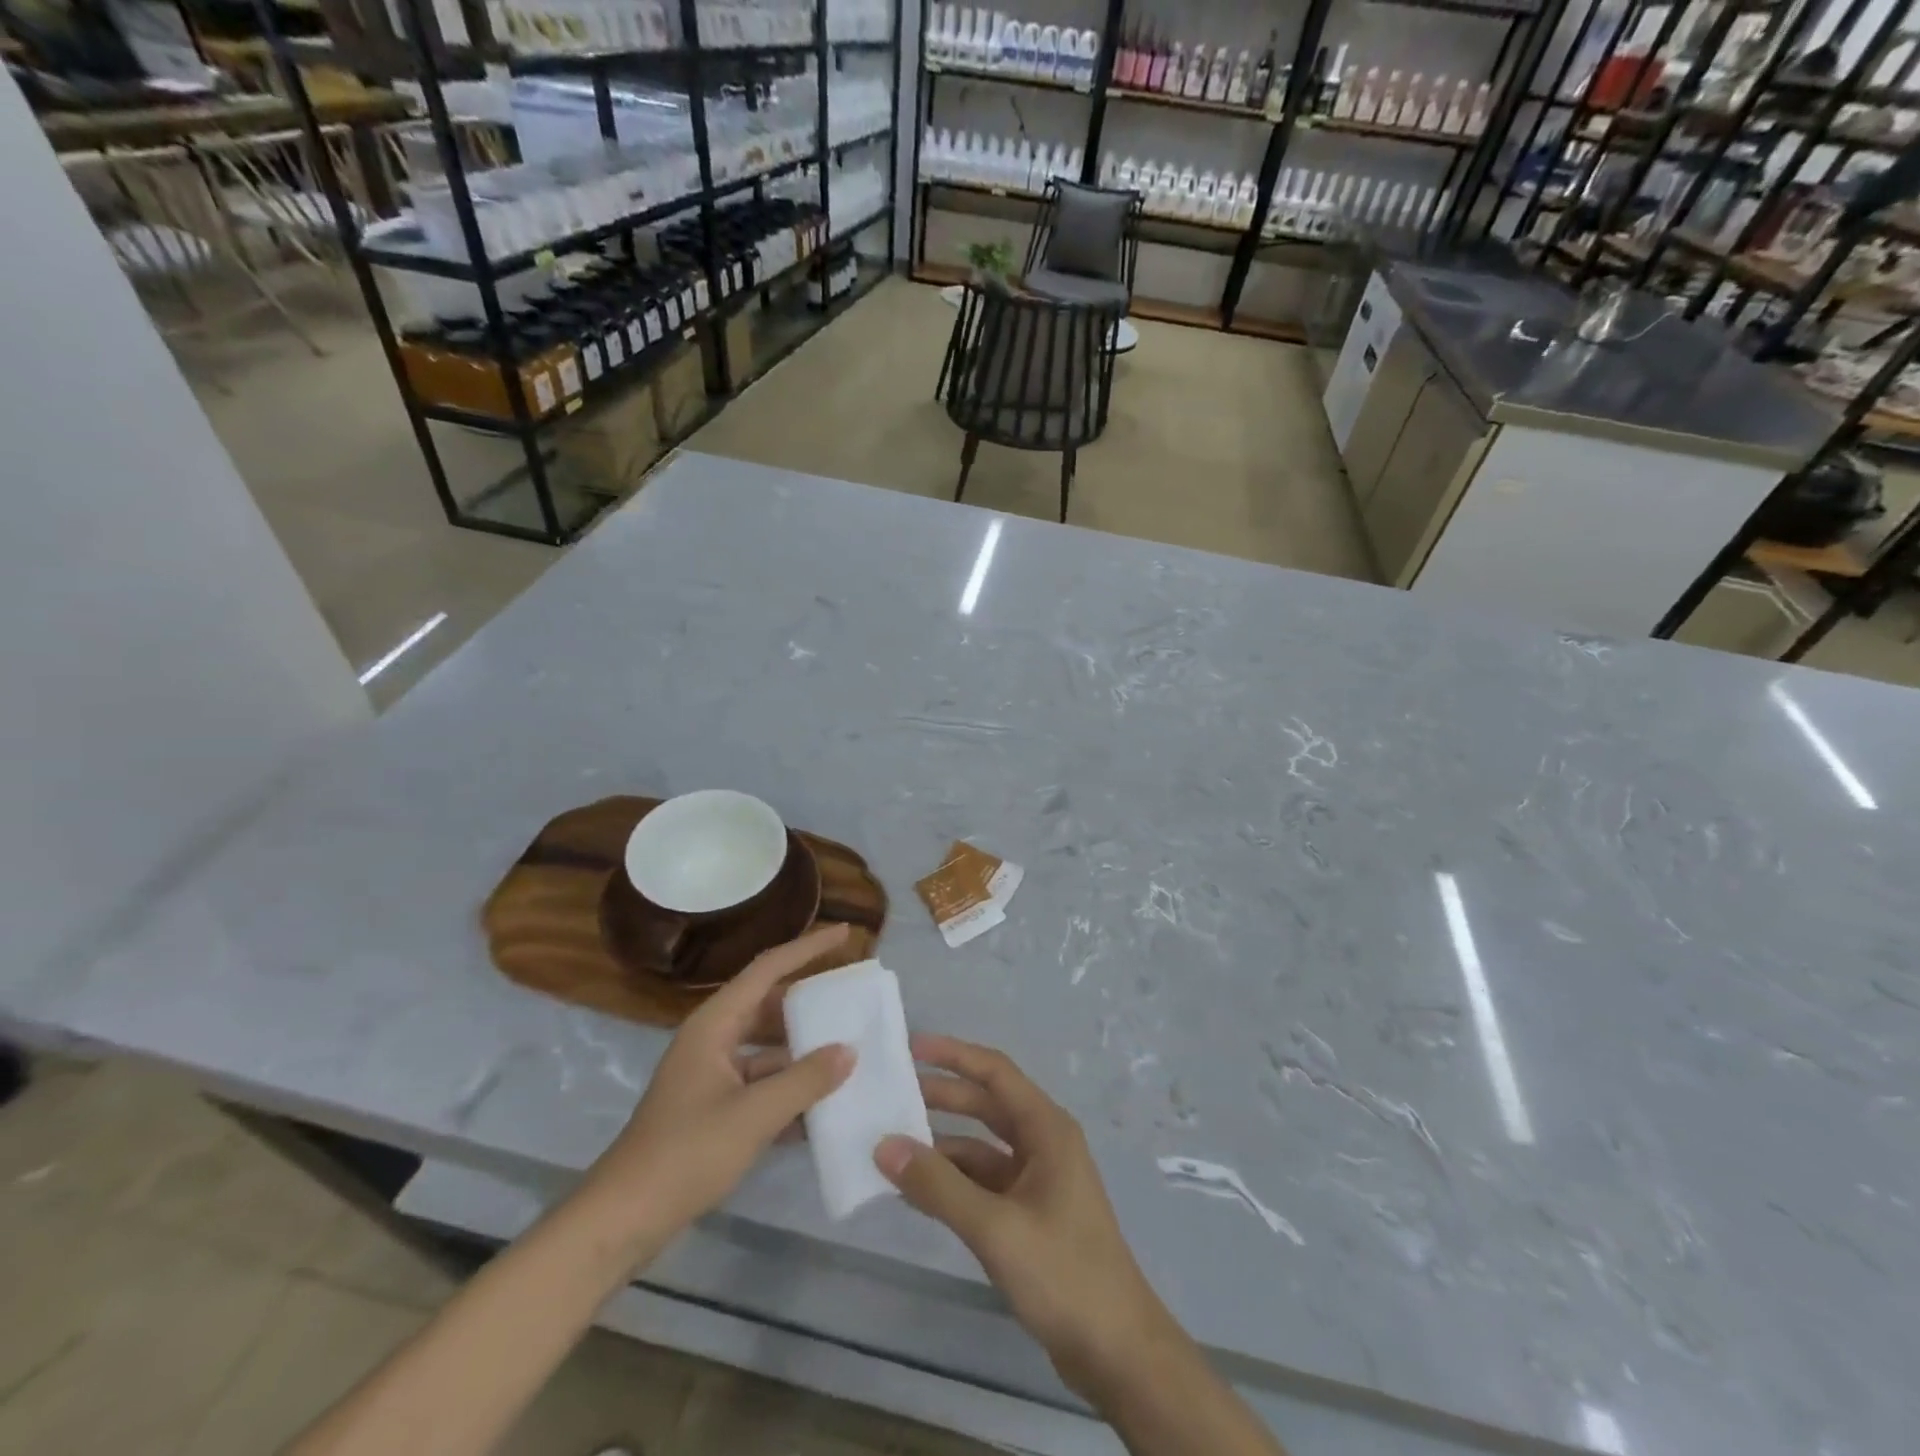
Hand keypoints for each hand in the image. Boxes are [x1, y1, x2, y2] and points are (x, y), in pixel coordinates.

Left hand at [583, 925, 855, 1257]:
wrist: (624, 1219)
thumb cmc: (686, 1154)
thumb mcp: (754, 1115)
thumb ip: (805, 1080)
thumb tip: (849, 1050)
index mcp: (715, 1024)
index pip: (768, 969)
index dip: (808, 948)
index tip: (845, 934)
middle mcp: (712, 1039)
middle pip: (769, 1005)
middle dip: (809, 1002)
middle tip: (851, 999)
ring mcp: (711, 1075)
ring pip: (767, 1047)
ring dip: (803, 1051)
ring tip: (848, 1051)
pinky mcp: (713, 1108)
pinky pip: (760, 1083)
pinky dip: (789, 1088)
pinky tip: (823, 1105)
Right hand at [874, 1035, 1178, 1400]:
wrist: (1117, 1352)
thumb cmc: (1064, 1274)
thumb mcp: (995, 1227)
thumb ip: (939, 1185)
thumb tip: (884, 1145)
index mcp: (1047, 1129)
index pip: (995, 1072)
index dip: (954, 1054)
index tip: (911, 1047)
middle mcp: (1044, 1143)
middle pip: (987, 1104)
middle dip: (943, 1096)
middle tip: (894, 1094)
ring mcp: (1038, 1180)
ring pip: (982, 1146)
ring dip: (943, 1145)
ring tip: (893, 1145)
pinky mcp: (1030, 1214)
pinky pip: (984, 1182)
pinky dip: (953, 1182)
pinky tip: (917, 1192)